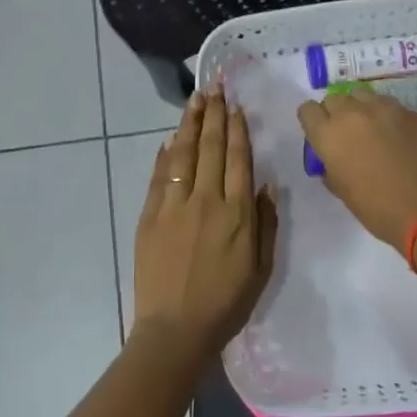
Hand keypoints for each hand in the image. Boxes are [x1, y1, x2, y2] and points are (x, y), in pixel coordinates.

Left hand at [131, 88, 278, 360]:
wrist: (176, 329)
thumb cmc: (226, 303)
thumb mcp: (262, 268)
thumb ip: (266, 224)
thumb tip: (266, 185)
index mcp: (237, 213)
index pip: (238, 159)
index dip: (237, 129)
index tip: (235, 106)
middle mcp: (206, 200)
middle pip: (210, 148)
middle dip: (213, 115)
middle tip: (213, 87)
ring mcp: (174, 205)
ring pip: (183, 154)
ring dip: (189, 124)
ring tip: (194, 100)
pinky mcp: (150, 215)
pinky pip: (159, 176)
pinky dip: (164, 154)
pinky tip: (169, 138)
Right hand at [297, 88, 416, 253]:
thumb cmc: (376, 208)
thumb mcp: (341, 190)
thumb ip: (330, 166)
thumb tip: (333, 158)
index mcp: (328, 135)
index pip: (307, 110)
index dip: (312, 121)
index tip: (320, 134)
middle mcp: (351, 113)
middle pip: (333, 99)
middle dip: (336, 114)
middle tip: (347, 135)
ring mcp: (383, 108)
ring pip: (361, 95)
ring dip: (360, 109)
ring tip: (371, 129)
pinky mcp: (409, 112)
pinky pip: (389, 105)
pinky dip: (386, 116)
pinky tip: (396, 136)